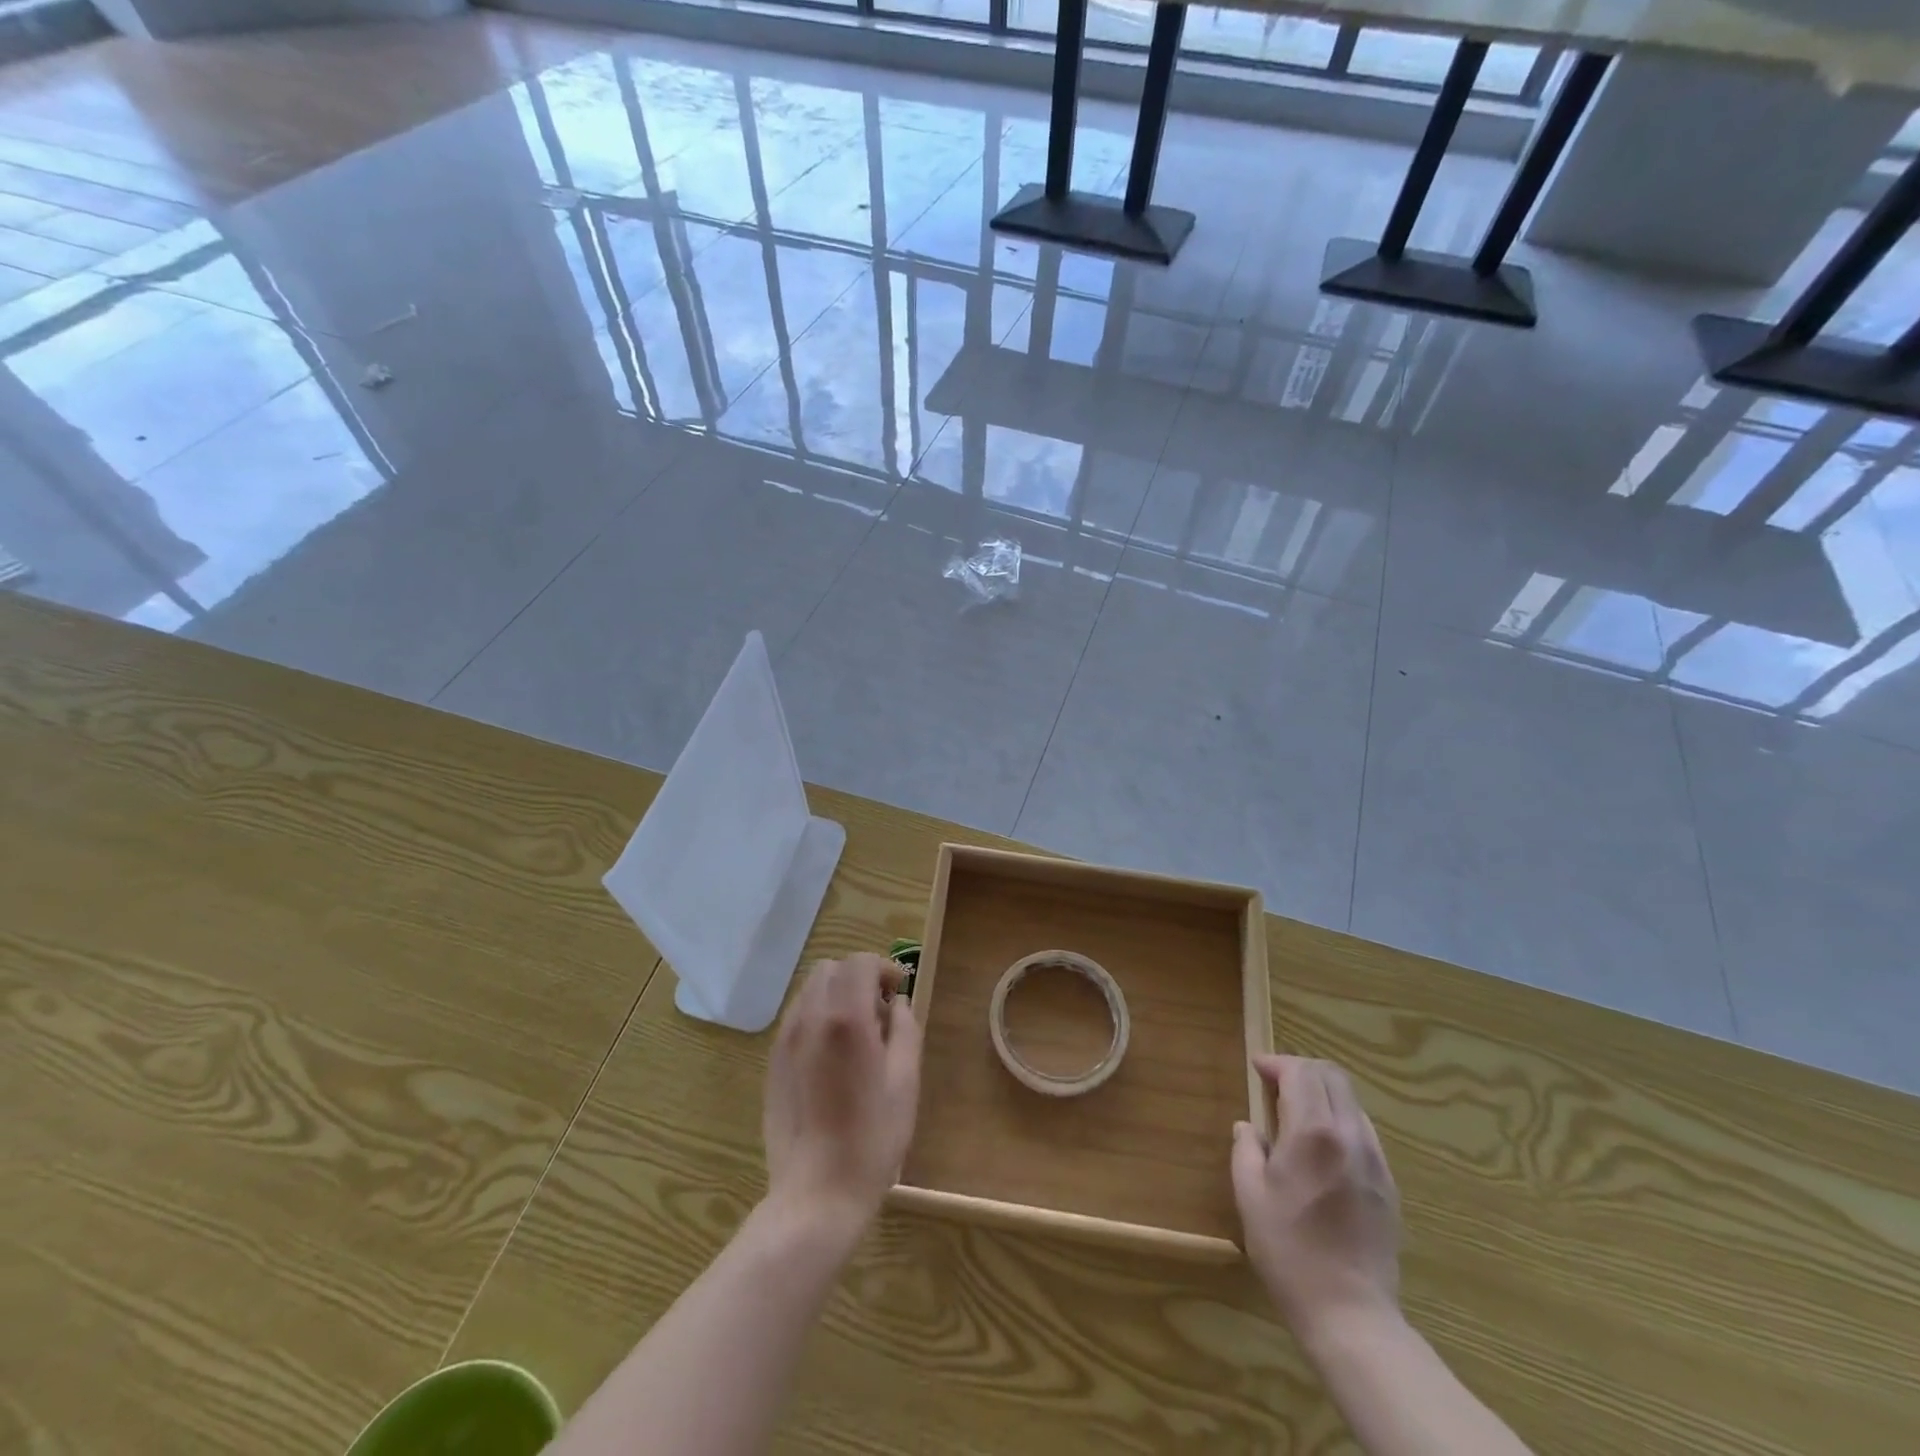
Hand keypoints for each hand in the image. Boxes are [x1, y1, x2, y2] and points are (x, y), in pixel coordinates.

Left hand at [763, 953, 922, 1236]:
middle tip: (879, 1012)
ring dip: (836, 995)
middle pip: (831, 968)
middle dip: (858, 977)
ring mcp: (785, 1039)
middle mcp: (810, 1018)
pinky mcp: (772, 1062)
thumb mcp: (905, 1081)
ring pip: (810, 990)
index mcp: (846, 1018)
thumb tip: (897, 1003)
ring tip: (855, 1034)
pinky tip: (832, 1056)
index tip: (898, 993)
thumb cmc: (872, 1138)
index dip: (884, 968)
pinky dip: (817, 1017)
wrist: (816, 1194)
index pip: (860, 962)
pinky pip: (796, 1018)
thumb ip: (905, 1029)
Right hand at [1232, 1055, 1401, 1340]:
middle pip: (1333, 1077)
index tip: (1257, 1068)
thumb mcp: (1250, 1195)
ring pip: (1352, 1102)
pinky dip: (1340, 1121)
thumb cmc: (1289, 1251)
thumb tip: (1248, 1127)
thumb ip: (1246, 1149)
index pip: (1301, 1072)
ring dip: (1323, 1094)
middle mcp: (1349, 1135)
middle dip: (1302, 1070)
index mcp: (1313, 1132)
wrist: (1350, 1314)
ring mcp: (1375, 1160)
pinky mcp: (1388, 1185)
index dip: (1277, 1062)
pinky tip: (1322, 1148)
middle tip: (1275, 1083)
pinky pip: (1364, 1132)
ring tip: (1297, 1114)